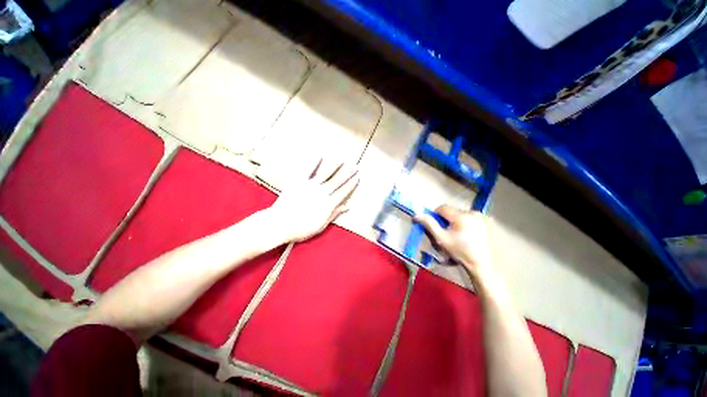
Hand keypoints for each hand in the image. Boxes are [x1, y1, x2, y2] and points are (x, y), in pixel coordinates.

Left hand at [265, 161, 359, 242]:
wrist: (280, 224)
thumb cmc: (301, 228)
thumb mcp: (321, 225)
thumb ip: (334, 213)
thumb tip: (347, 206)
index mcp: (328, 204)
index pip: (343, 192)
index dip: (351, 184)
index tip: (357, 178)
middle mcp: (321, 193)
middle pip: (337, 181)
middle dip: (347, 173)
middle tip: (354, 166)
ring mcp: (310, 186)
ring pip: (325, 174)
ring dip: (334, 166)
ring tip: (341, 160)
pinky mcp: (299, 183)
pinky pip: (308, 171)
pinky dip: (314, 163)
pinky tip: (320, 156)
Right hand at [416, 205, 494, 282]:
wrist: (482, 263)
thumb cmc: (460, 251)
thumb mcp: (442, 239)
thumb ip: (429, 224)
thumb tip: (417, 215)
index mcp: (461, 216)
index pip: (442, 207)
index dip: (436, 215)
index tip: (437, 226)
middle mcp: (473, 212)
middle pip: (452, 210)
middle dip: (447, 219)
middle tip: (448, 232)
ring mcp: (482, 216)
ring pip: (461, 213)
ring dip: (457, 220)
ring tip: (459, 233)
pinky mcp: (487, 220)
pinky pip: (471, 216)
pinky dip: (467, 221)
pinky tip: (469, 233)